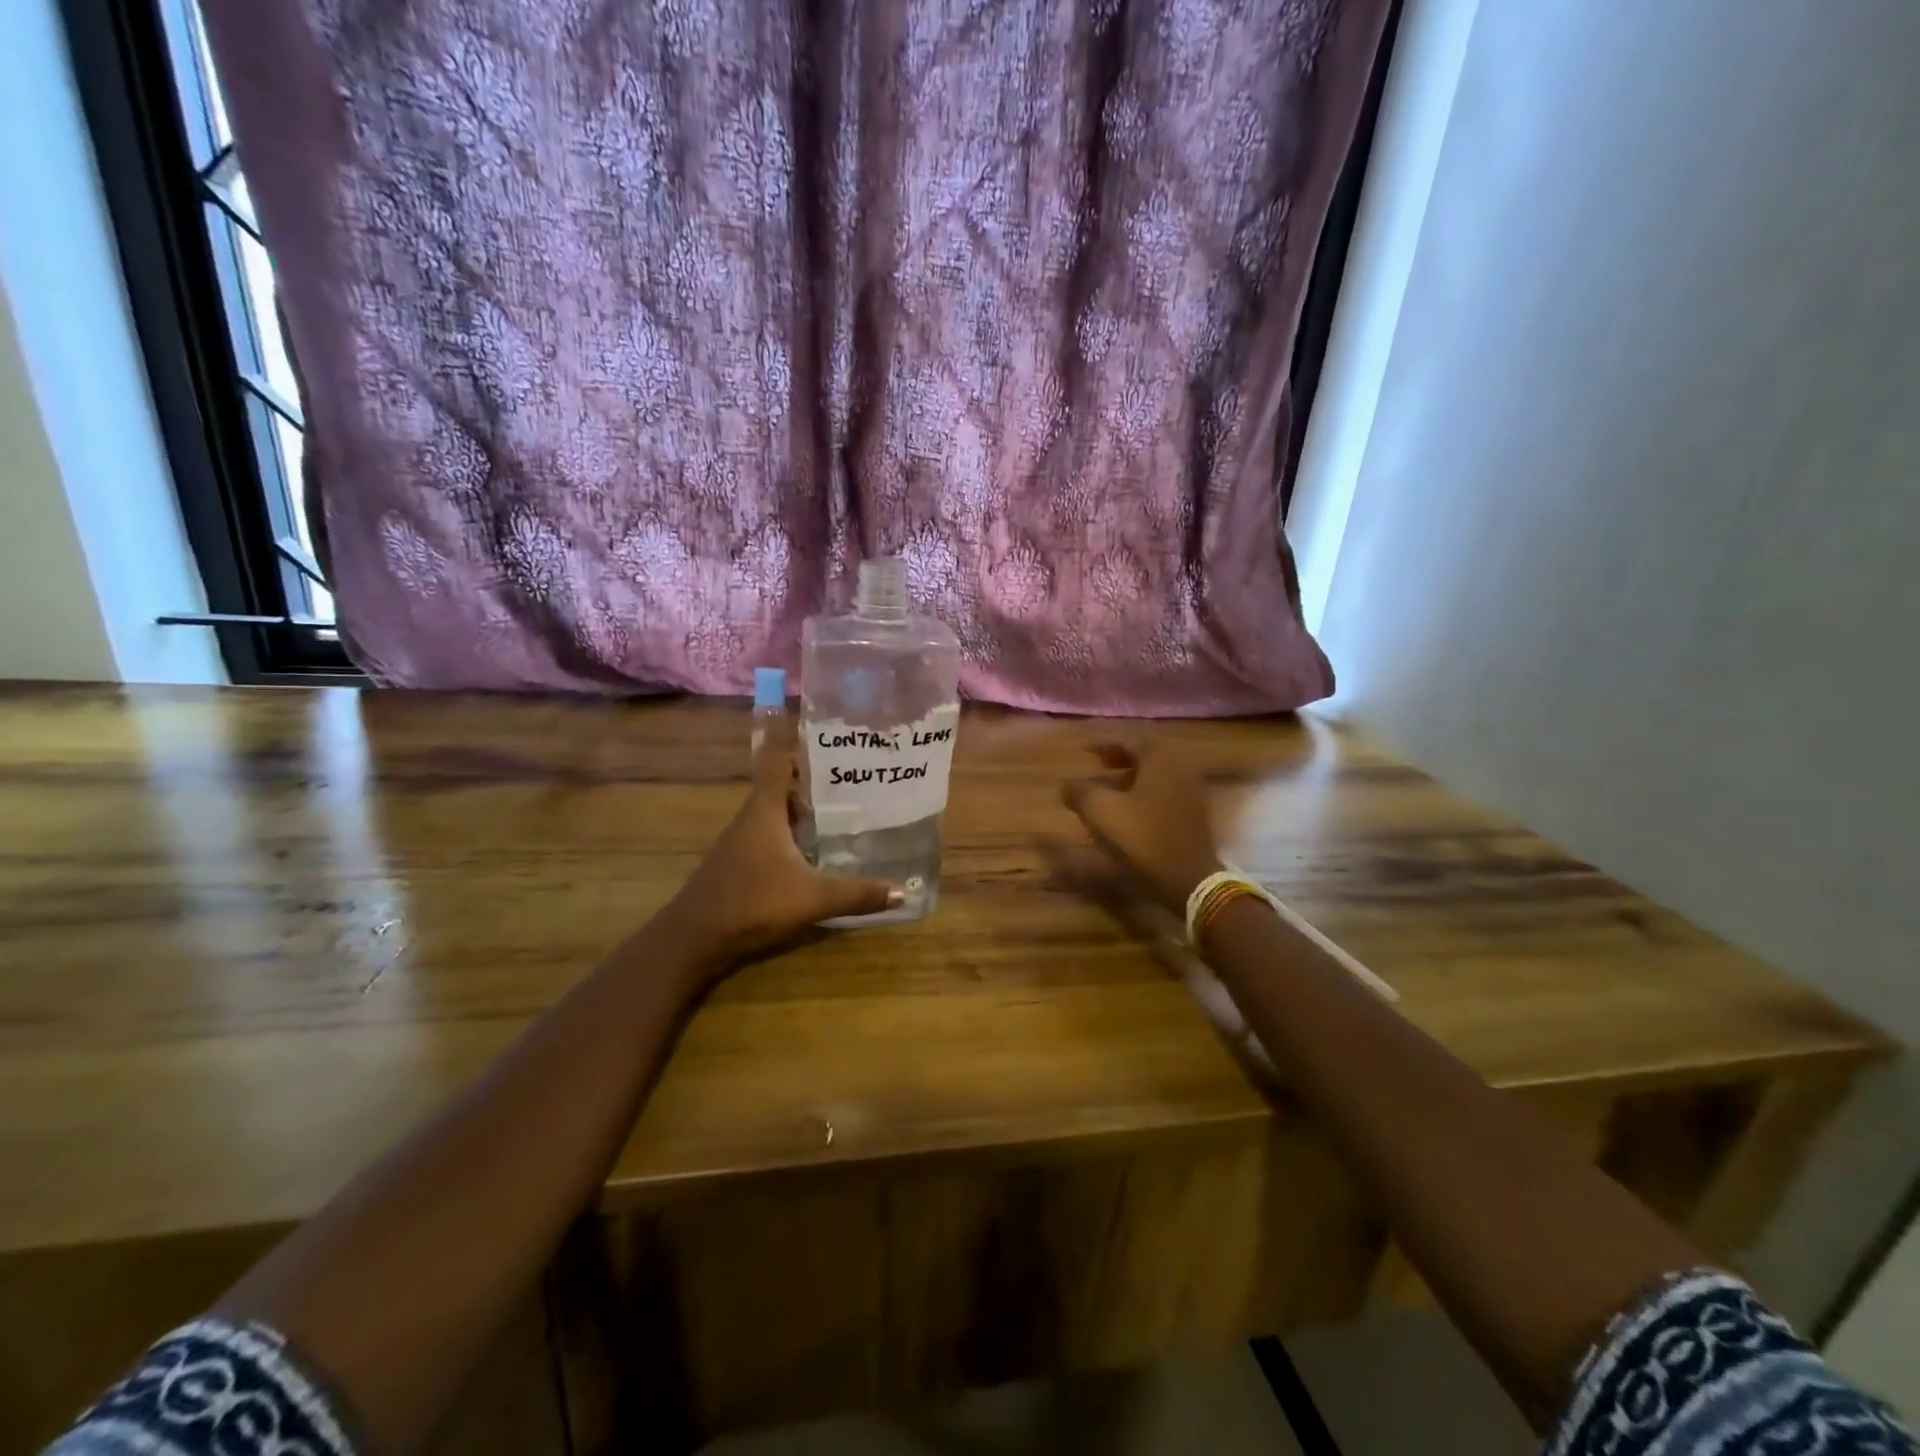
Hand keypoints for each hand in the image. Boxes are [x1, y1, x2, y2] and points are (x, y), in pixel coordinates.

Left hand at [657, 715, 901, 973]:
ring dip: (804, 806)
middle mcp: (752, 817)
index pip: (778, 759)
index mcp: (765, 809)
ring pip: (777, 811)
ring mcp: (743, 841)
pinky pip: (772, 834)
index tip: (830, 736)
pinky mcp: (741, 863)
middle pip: (782, 784)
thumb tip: (902, 891)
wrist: (695, 938)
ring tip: (844, 804)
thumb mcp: (812, 898)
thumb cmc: (752, 902)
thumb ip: (857, 894)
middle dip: (814, 776)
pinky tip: (817, 847)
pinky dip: (795, 831)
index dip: (799, 742)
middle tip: (854, 773)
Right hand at [1061, 740, 1223, 911]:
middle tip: (1096, 763)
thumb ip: (1080, 791)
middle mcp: (1180, 766)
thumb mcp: (1100, 811)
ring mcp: (1191, 790)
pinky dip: (1143, 791)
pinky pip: (1164, 791)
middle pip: (1146, 753)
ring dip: (1130, 775)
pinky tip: (1126, 808)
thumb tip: (1066, 785)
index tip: (1083, 750)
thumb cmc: (1142, 837)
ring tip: (1106, 787)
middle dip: (1118, 756)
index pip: (1130, 738)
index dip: (1103, 742)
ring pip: (1155, 773)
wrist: (1187, 879)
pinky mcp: (1193, 813)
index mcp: (1160, 758)